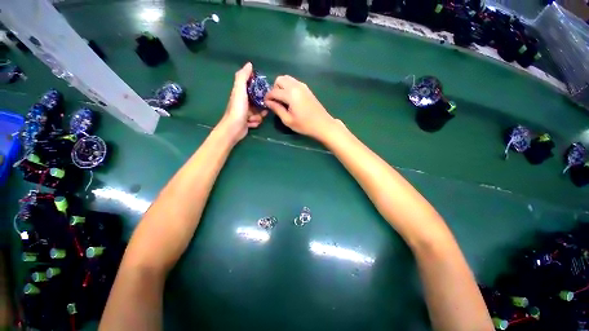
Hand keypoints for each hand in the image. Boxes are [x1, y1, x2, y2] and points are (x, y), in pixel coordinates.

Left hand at [218, 62, 267, 141]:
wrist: (234, 128)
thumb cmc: (238, 109)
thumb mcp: (240, 90)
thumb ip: (243, 77)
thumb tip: (249, 64)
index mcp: (241, 93)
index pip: (253, 87)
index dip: (260, 89)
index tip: (265, 92)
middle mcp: (243, 102)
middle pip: (258, 102)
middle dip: (262, 107)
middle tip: (263, 109)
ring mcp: (246, 113)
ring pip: (259, 112)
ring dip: (258, 116)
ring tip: (253, 118)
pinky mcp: (248, 122)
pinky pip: (257, 120)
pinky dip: (255, 122)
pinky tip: (251, 124)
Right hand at [264, 75, 336, 140]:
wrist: (322, 124)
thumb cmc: (305, 125)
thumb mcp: (288, 120)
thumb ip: (277, 109)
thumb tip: (268, 102)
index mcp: (290, 94)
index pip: (274, 91)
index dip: (268, 97)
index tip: (266, 104)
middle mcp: (296, 86)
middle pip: (279, 79)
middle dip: (274, 89)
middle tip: (276, 101)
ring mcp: (302, 86)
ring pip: (287, 79)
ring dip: (281, 87)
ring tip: (283, 100)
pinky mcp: (306, 88)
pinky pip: (293, 82)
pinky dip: (288, 87)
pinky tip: (290, 99)